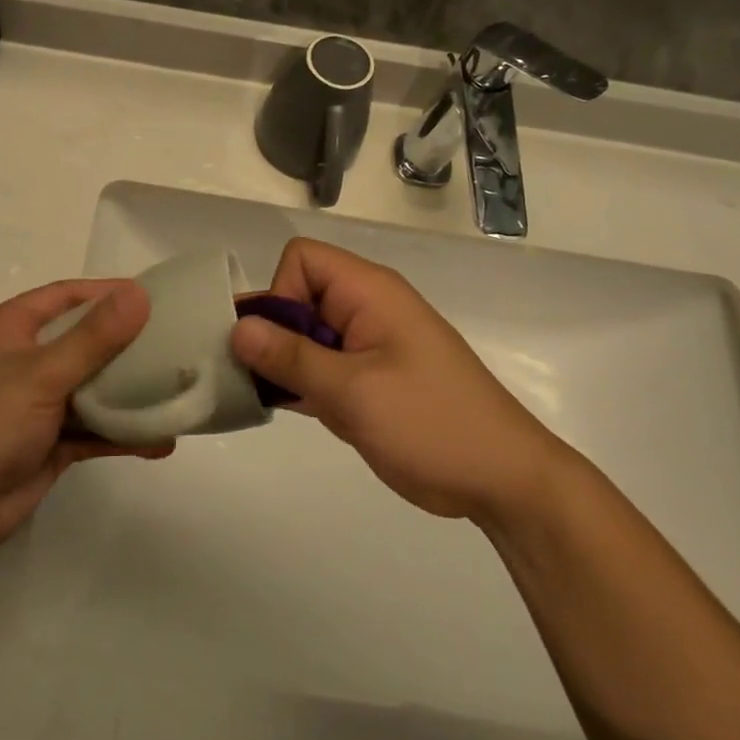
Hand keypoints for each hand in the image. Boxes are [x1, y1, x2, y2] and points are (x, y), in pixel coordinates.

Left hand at [0, 280, 171, 554]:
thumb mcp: (43, 373)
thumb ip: (94, 336)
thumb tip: (139, 294)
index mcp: (10, 329)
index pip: (65, 295)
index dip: (107, 292)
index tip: (153, 295)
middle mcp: (22, 359)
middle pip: (83, 340)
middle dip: (126, 342)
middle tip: (174, 340)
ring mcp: (36, 403)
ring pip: (91, 387)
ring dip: (129, 392)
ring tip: (176, 389)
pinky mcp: (48, 441)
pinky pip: (92, 429)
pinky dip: (121, 434)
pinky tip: (160, 441)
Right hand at [229, 238, 567, 523]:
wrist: (502, 480)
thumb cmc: (431, 423)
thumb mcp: (354, 390)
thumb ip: (291, 357)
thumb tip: (238, 328)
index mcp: (368, 292)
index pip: (302, 260)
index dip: (280, 292)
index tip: (281, 343)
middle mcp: (365, 309)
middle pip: (297, 297)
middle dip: (273, 334)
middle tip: (261, 380)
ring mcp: (366, 346)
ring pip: (304, 336)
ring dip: (284, 364)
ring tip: (273, 399)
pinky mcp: (367, 380)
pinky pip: (320, 367)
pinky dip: (301, 384)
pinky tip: (291, 410)